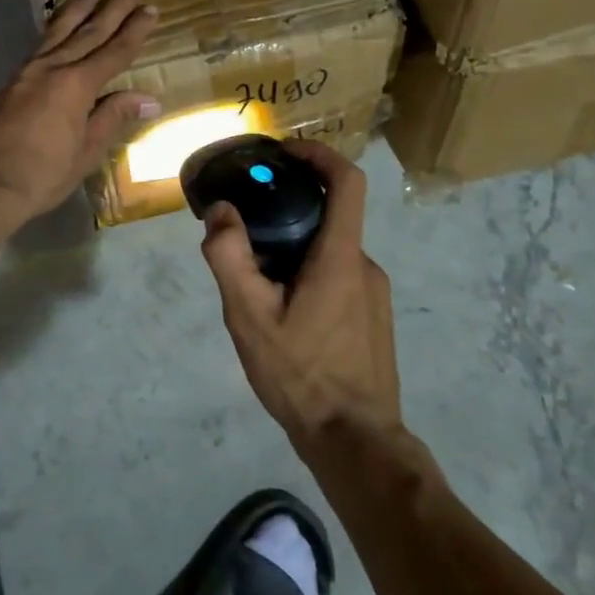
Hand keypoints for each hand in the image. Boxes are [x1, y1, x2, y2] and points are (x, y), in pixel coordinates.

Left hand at [0, 0, 160, 222]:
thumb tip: (148, 98)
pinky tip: (50, 41)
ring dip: (74, 13)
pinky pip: (33, 53)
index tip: (150, 9)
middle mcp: (50, 69)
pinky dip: (48, 39)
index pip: (114, 52)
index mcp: (76, 85)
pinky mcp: (2, 87)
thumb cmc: (41, 175)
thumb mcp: (86, 152)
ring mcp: (22, 75)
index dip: (134, 31)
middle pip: (86, 33)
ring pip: (54, 35)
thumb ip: (113, 118)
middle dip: (109, 11)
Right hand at [200, 141, 400, 445]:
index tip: (284, 152)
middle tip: (246, 227)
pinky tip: (283, 311)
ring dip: (295, 247)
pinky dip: (309, 272)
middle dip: (289, 209)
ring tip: (256, 279)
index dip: (319, 154)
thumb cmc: (302, 374)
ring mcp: (374, 293)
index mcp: (340, 256)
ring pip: (330, 249)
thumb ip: (230, 257)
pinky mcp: (373, 317)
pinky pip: (339, 276)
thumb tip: (221, 211)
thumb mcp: (249, 317)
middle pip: (330, 215)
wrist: (355, 441)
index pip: (347, 181)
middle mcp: (364, 265)